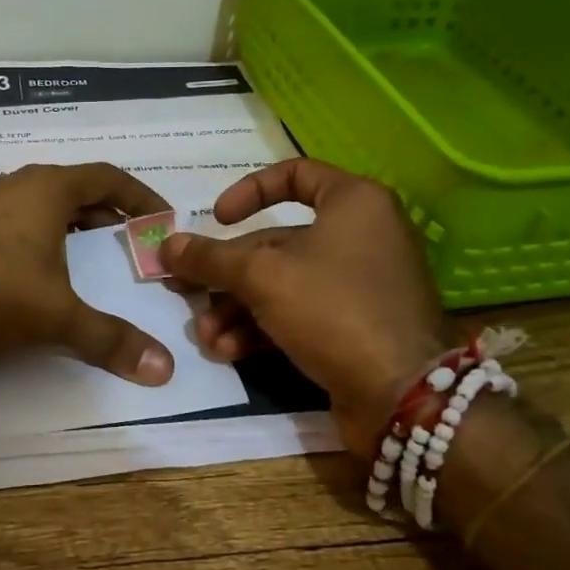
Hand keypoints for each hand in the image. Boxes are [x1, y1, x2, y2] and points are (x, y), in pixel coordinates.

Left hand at [0, 162, 176, 385]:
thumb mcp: (56, 316)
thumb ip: (110, 340)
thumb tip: (164, 370)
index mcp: (48, 189)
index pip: (108, 177)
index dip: (140, 196)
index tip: (163, 219)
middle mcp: (17, 185)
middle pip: (75, 189)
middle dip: (108, 213)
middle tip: (131, 242)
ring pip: (41, 206)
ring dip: (71, 226)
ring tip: (90, 258)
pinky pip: (15, 223)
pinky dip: (39, 240)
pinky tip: (36, 273)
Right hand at [157, 159, 445, 456]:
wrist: (404, 395)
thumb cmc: (333, 309)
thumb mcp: (261, 276)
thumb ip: (210, 258)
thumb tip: (165, 246)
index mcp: (354, 203)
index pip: (294, 174)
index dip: (248, 191)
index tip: (217, 219)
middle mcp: (361, 236)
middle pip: (276, 242)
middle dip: (226, 273)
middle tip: (185, 289)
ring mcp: (360, 284)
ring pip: (282, 283)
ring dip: (237, 308)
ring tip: (206, 336)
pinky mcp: (355, 326)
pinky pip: (299, 313)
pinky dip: (262, 328)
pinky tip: (228, 351)